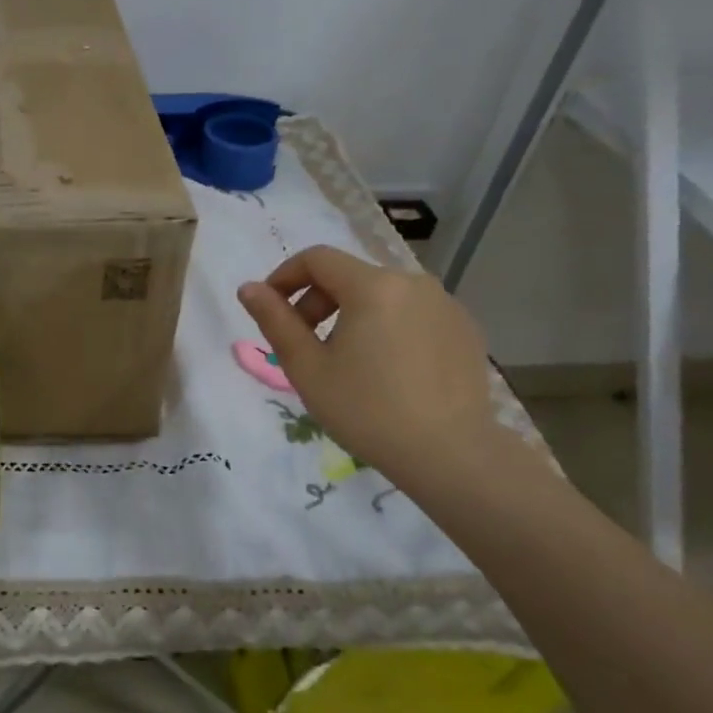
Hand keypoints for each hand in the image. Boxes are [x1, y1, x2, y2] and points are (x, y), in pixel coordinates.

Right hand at [238, 246, 499, 484]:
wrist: (449, 454)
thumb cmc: (365, 409)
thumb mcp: (306, 367)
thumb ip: (275, 320)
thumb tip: (249, 288)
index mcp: (373, 286)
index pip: (317, 258)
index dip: (284, 277)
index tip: (270, 310)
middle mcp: (413, 282)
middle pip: (349, 275)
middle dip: (317, 301)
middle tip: (304, 344)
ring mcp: (445, 304)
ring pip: (381, 295)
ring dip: (351, 315)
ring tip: (345, 360)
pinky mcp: (464, 329)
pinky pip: (412, 313)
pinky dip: (386, 327)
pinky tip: (385, 369)